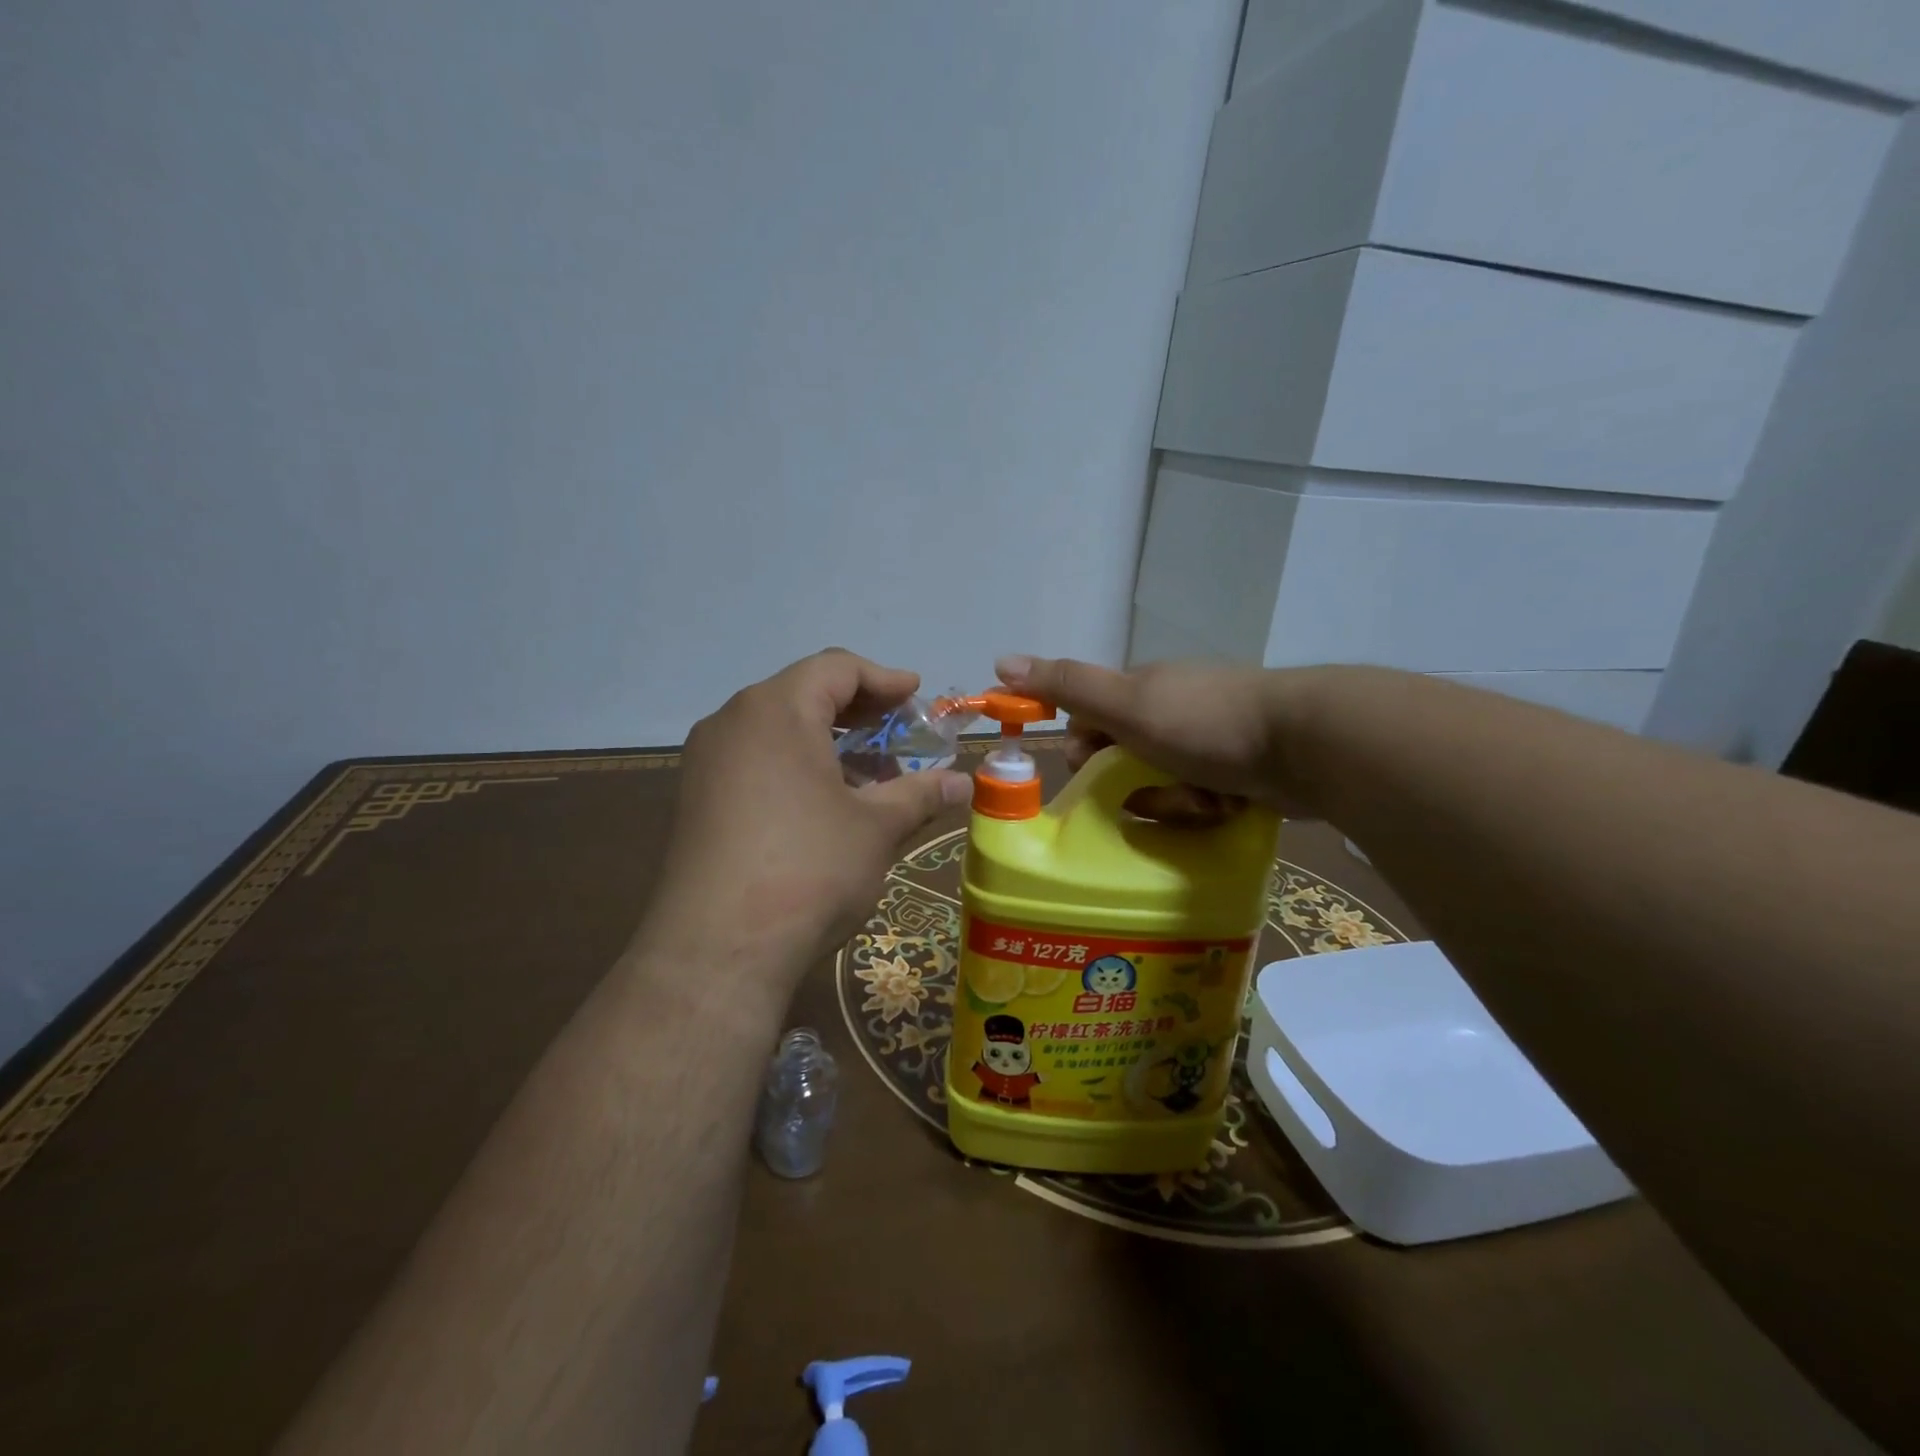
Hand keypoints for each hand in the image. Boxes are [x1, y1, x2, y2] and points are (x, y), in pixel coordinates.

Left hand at [640, 651, 972, 999]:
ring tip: (869, 775)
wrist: (718, 948)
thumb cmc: (809, 867)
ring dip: (828, 741)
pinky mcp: (696, 799)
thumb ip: (921, 794)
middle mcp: (732, 721)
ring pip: (777, 729)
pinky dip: (795, 766)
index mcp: (776, 709)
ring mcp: (706, 761)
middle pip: (803, 693)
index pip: (836, 668)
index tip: (916, 697)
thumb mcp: (877, 827)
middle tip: (899, 733)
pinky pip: (754, 760)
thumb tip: (963, 782)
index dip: (884, 679)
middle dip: (858, 711)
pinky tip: (825, 803)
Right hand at [995, 654, 1319, 815]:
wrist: (1305, 743)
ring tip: (1201, 801)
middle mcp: (1172, 710)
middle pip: (1126, 759)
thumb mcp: (1125, 704)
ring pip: (1164, 784)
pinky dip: (1206, 806)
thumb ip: (1066, 686)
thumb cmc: (1203, 721)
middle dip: (1134, 785)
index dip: (1084, 752)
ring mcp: (1209, 740)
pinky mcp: (1240, 769)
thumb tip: (1001, 661)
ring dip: (1172, 800)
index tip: (1090, 776)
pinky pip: (1201, 797)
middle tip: (1155, 795)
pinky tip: (1225, 807)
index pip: (1090, 723)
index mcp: (1142, 689)